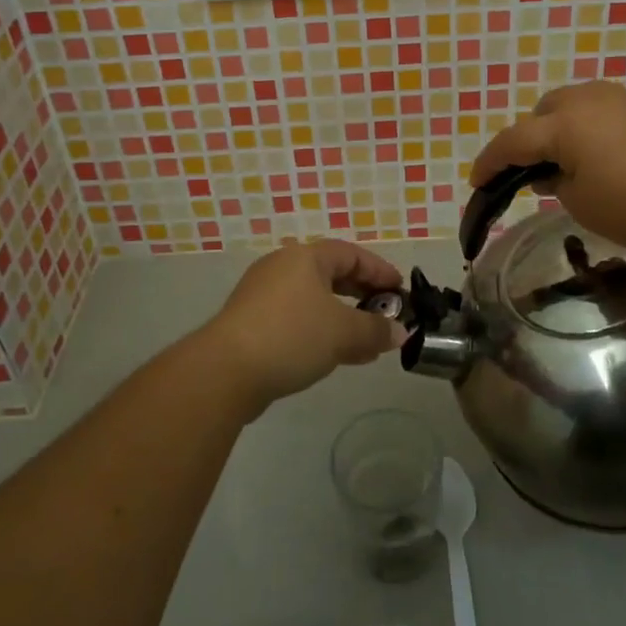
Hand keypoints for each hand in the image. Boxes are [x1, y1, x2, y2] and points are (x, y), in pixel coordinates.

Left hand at [199, 241, 407, 414]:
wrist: (225, 371)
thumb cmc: (291, 336)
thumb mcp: (343, 333)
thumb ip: (376, 330)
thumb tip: (400, 332)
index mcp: (305, 257)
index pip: (351, 254)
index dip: (380, 271)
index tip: (401, 292)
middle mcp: (282, 267)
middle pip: (331, 274)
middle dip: (362, 295)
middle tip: (386, 315)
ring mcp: (263, 295)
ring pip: (314, 300)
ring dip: (343, 318)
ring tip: (367, 343)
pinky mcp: (251, 322)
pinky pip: (296, 319)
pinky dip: (320, 330)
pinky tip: (335, 356)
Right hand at [469, 82, 625, 257]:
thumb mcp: (582, 205)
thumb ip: (554, 184)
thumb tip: (550, 173)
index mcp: (565, 123)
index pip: (513, 140)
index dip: (490, 162)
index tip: (476, 182)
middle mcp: (590, 98)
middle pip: (543, 112)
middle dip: (529, 139)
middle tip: (531, 173)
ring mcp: (624, 97)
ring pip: (575, 106)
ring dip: (561, 130)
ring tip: (568, 165)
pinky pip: (604, 111)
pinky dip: (591, 129)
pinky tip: (604, 158)